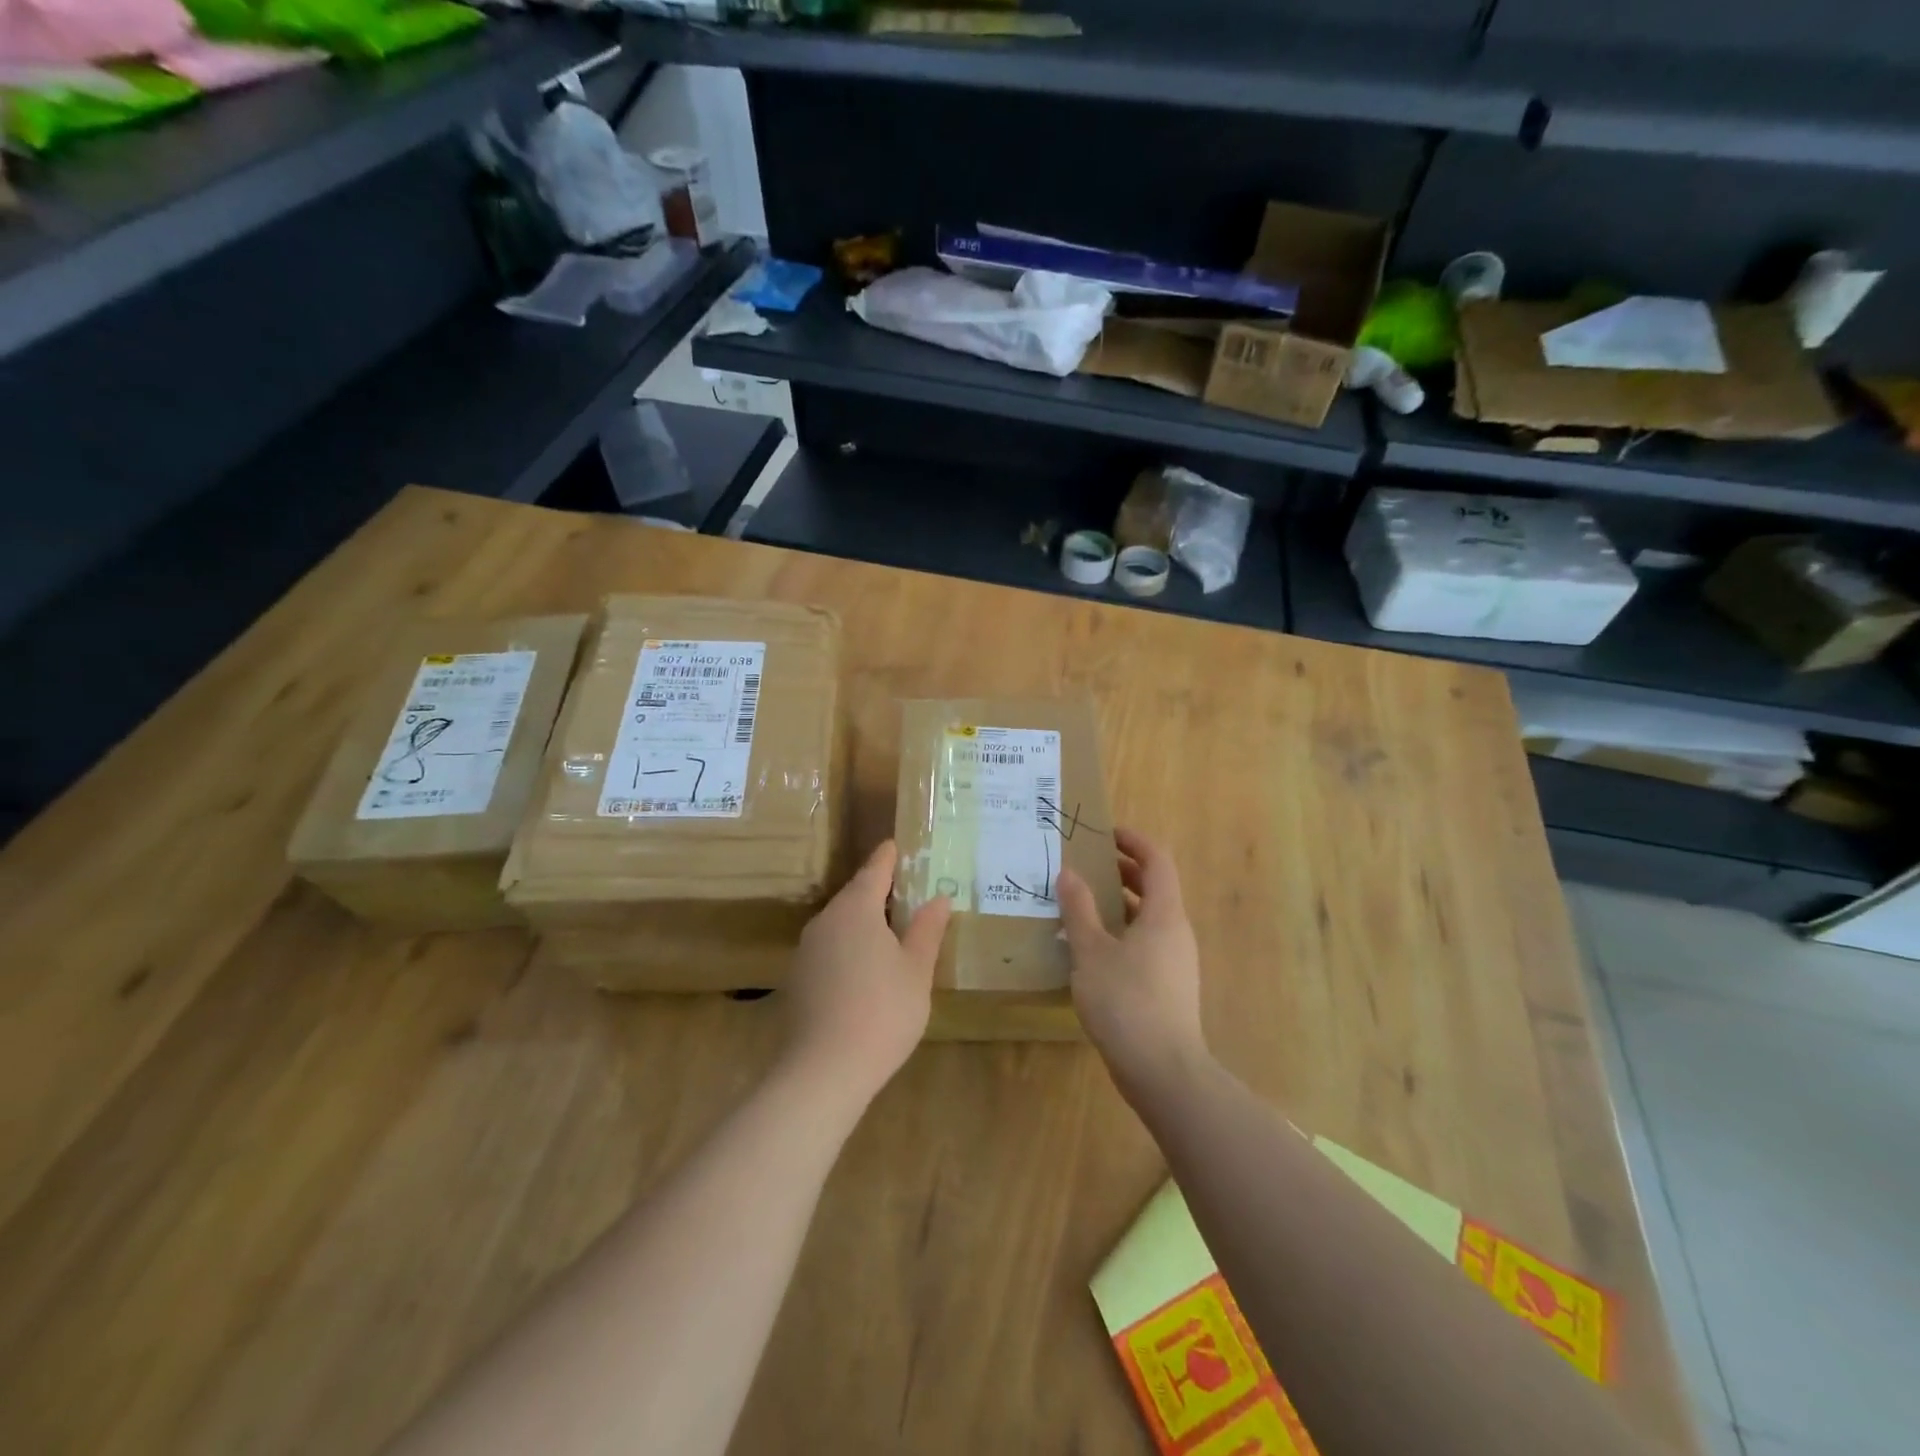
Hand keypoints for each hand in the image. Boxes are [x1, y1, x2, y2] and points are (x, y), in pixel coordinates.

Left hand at [783, 840, 950, 1107]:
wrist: (824, 1071)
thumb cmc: (882, 1011)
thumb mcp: (916, 970)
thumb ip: (927, 930)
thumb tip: (939, 898)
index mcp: (856, 910)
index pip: (874, 871)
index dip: (888, 858)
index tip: (896, 845)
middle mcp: (826, 921)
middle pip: (854, 896)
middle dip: (878, 891)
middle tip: (904, 889)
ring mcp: (807, 951)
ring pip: (840, 924)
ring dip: (863, 921)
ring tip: (890, 929)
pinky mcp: (798, 979)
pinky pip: (830, 948)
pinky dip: (849, 947)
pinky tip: (865, 968)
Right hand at [1056, 827, 1208, 1103]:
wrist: (1163, 1072)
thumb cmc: (1126, 1002)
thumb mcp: (1092, 952)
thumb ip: (1079, 910)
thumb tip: (1068, 873)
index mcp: (1164, 915)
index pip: (1157, 860)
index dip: (1134, 841)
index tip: (1105, 834)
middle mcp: (1175, 932)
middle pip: (1154, 887)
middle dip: (1121, 871)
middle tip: (1084, 866)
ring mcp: (1175, 961)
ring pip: (1147, 918)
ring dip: (1118, 904)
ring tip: (1080, 904)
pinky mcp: (1167, 986)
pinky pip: (1144, 943)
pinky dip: (1120, 932)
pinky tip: (1089, 949)